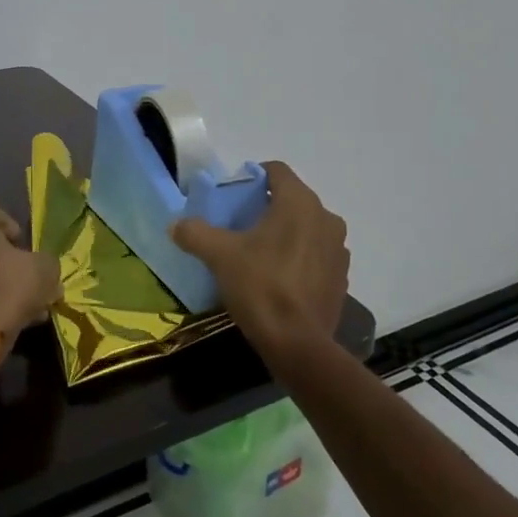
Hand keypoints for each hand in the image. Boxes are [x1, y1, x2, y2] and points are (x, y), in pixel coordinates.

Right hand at [170, 161, 348, 359]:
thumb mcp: (220, 256)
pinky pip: (317, 255)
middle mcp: (326, 218)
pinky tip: (280, 278)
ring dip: (287, 233)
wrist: (298, 345)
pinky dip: (301, 258)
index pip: (277, 171)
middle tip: (241, 226)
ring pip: (307, 227)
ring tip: (260, 253)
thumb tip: (175, 224)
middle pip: (292, 199)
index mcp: (300, 202)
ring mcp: (339, 249)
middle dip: (268, 207)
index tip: (234, 196)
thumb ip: (195, 233)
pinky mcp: (342, 278)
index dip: (254, 177)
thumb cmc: (261, 287)